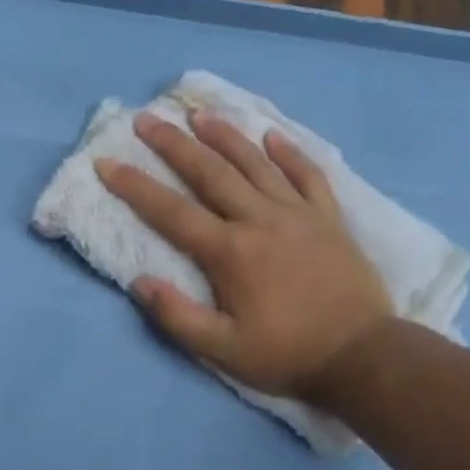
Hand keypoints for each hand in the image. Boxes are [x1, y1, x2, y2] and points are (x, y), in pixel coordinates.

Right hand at [97, 110, 395, 399]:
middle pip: (210, 172)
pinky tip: (272, 136)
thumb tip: (140, 282)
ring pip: (256, 164)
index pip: (171, 212)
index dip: (135, 187)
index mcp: (230, 252)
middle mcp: (260, 220)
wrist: (362, 355)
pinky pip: (308, 175)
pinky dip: (289, 153)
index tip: (107, 162)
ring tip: (200, 114)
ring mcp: (299, 214)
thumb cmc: (286, 355)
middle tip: (147, 119)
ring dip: (225, 136)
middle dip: (174, 144)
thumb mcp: (222, 350)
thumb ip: (177, 316)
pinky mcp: (329, 219)